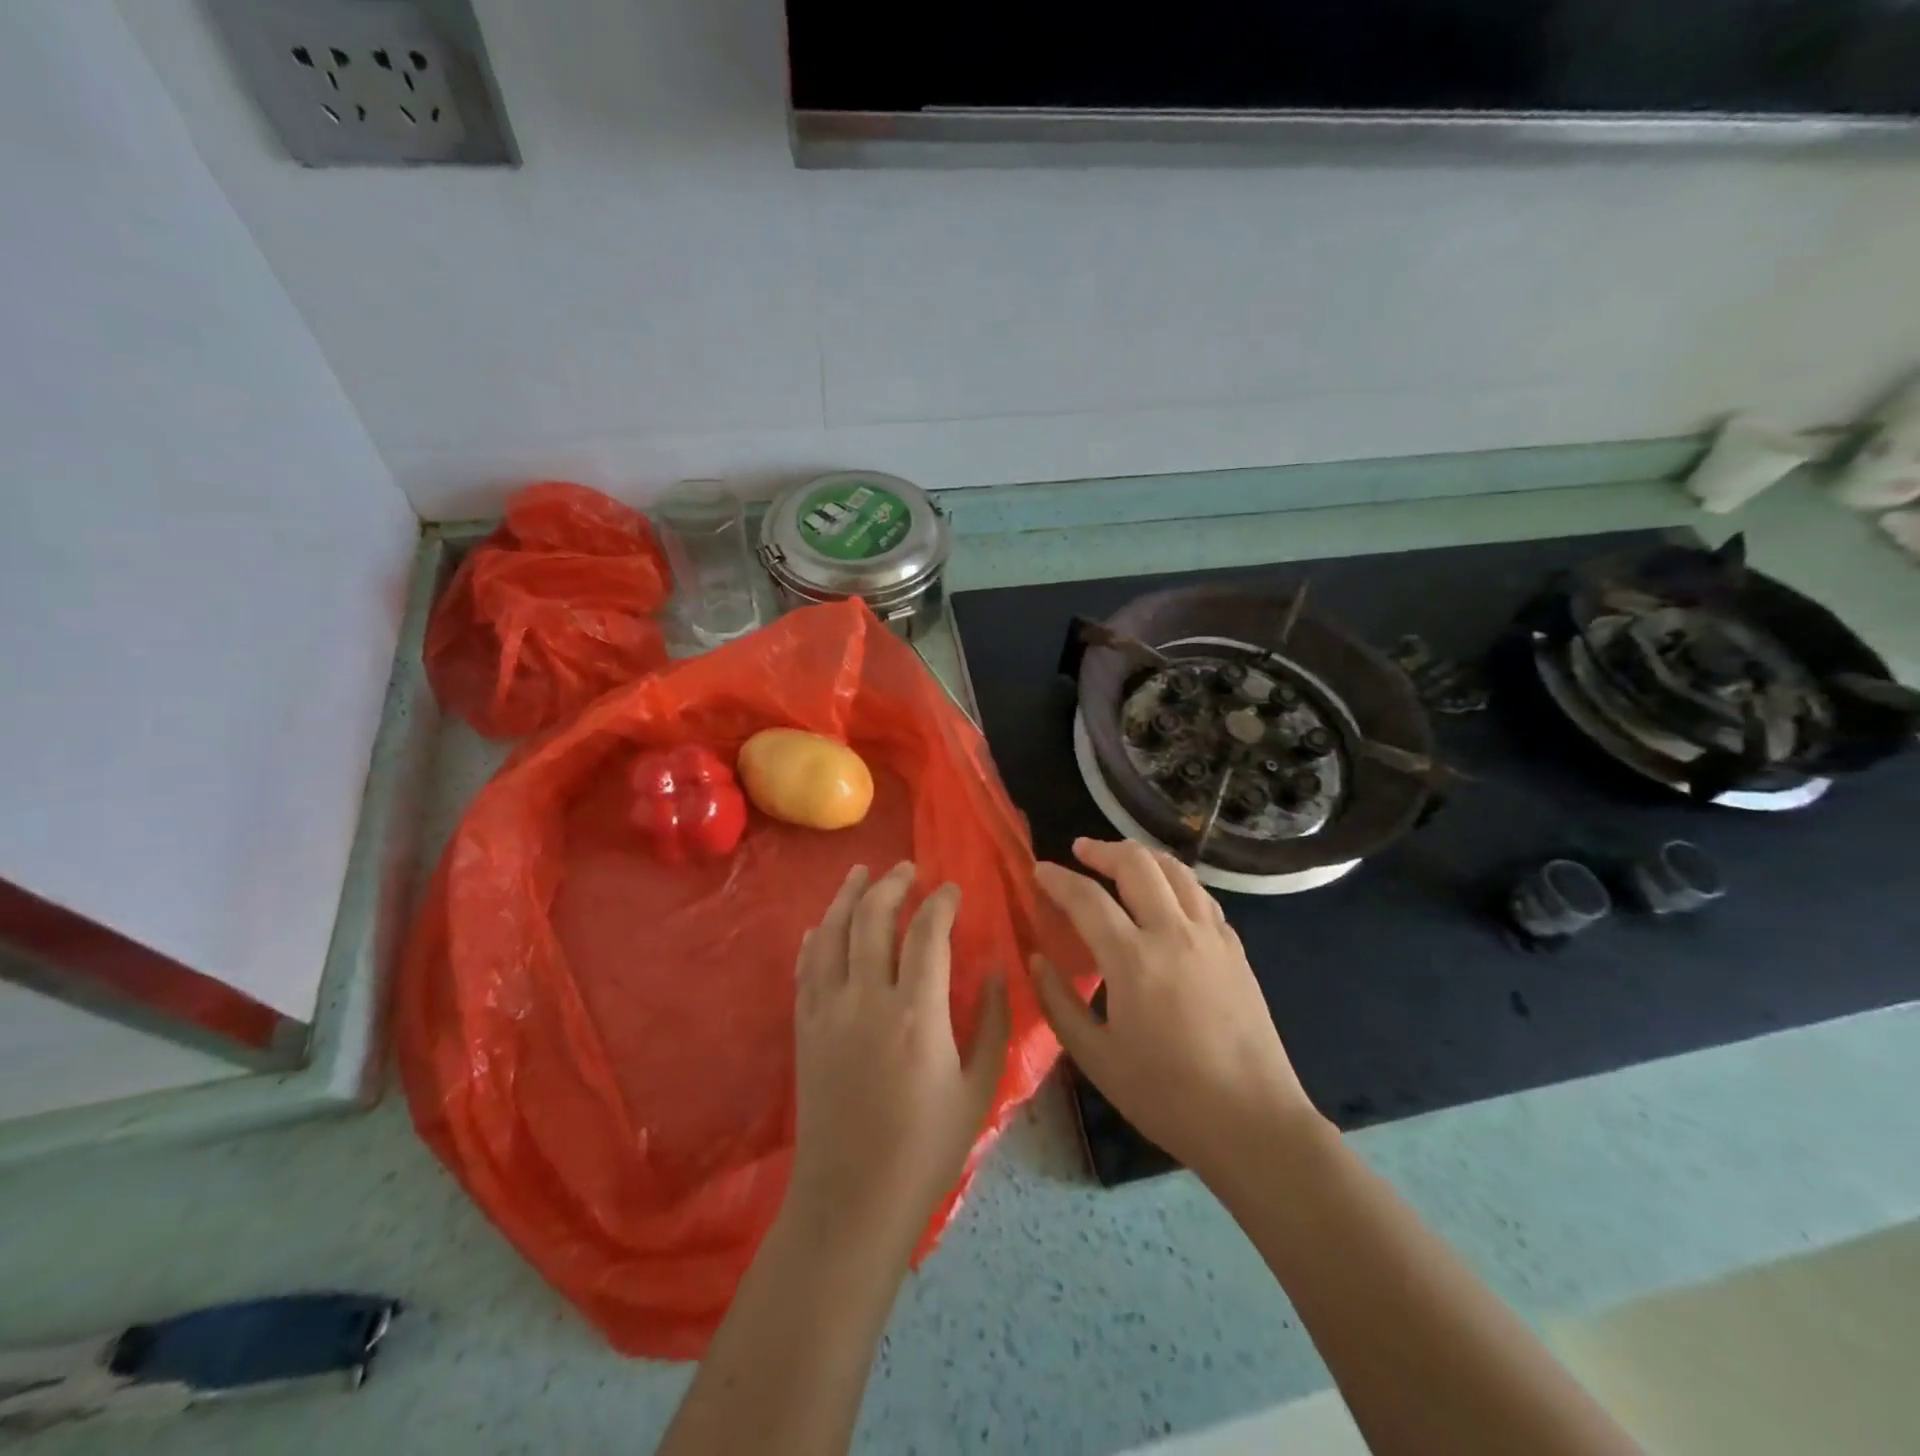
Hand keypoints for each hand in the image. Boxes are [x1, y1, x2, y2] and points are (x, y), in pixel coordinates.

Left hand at [786, 862, 1011, 1259]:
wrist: (851, 1200)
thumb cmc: (926, 1149)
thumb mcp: (978, 1088)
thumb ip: (994, 1021)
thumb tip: (997, 967)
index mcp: (917, 1013)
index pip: (927, 933)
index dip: (940, 903)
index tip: (951, 890)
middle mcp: (867, 999)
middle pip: (873, 919)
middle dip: (892, 885)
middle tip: (908, 869)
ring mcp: (828, 1011)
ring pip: (831, 933)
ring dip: (847, 897)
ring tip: (862, 873)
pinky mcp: (804, 1028)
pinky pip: (805, 967)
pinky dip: (815, 938)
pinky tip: (821, 924)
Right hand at [1031, 838, 1326, 1183]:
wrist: (1253, 1122)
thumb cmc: (1167, 1096)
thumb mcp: (1096, 1058)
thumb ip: (1060, 1003)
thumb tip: (1037, 960)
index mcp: (1134, 959)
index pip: (1087, 898)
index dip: (1058, 879)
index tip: (1039, 871)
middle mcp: (1173, 933)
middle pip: (1137, 864)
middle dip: (1102, 850)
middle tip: (1080, 851)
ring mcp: (1211, 937)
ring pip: (1176, 871)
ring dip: (1142, 856)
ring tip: (1121, 860)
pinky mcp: (1235, 949)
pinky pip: (1201, 896)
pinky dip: (1175, 882)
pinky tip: (1166, 897)